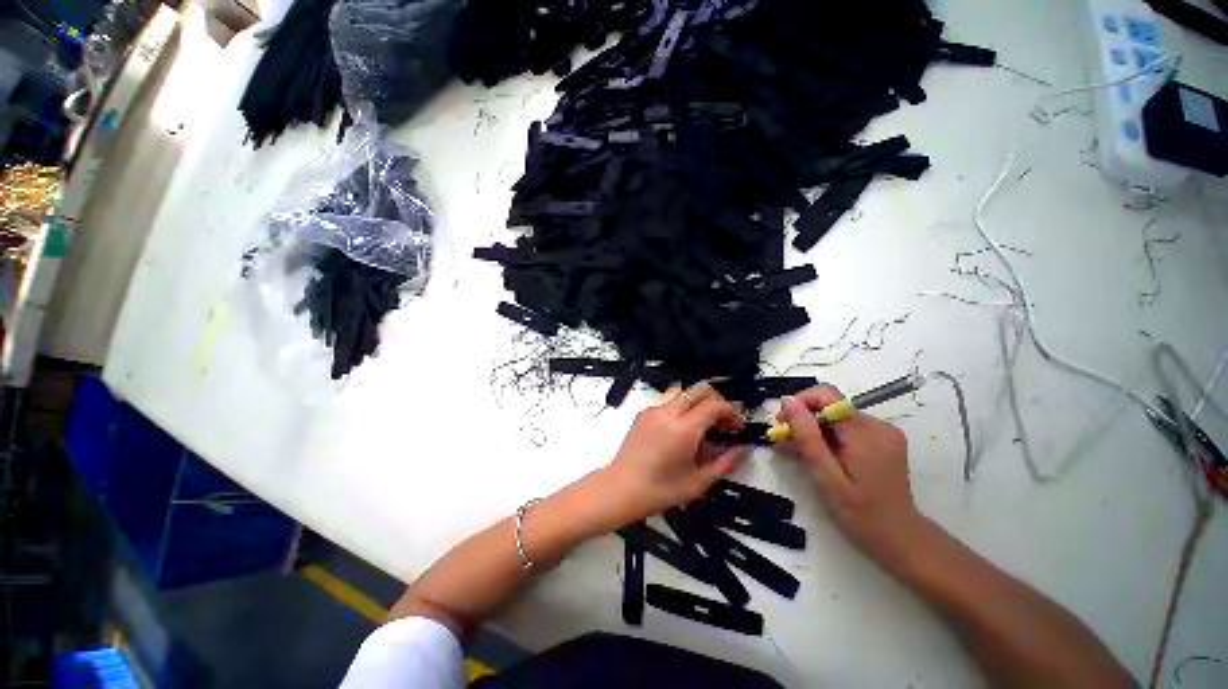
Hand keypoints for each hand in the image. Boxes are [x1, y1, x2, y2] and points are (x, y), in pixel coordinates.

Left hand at [601, 382, 748, 525]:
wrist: (621, 488)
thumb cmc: (658, 490)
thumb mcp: (697, 482)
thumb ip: (723, 463)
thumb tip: (741, 451)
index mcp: (682, 430)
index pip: (714, 405)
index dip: (730, 412)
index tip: (735, 427)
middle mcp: (667, 414)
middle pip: (700, 390)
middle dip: (717, 402)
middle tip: (722, 424)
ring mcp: (653, 411)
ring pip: (684, 395)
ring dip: (699, 405)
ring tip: (702, 430)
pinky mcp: (644, 414)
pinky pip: (669, 403)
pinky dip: (682, 411)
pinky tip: (681, 434)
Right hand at [777, 385, 927, 565]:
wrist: (901, 539)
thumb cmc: (861, 514)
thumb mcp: (826, 477)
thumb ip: (807, 436)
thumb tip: (787, 401)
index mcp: (865, 433)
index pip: (826, 395)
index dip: (800, 402)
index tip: (783, 424)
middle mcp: (877, 425)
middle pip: (830, 406)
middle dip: (803, 419)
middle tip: (786, 442)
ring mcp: (882, 432)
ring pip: (836, 417)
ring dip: (813, 430)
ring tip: (800, 453)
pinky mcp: (882, 440)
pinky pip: (847, 427)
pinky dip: (828, 437)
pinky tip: (821, 456)